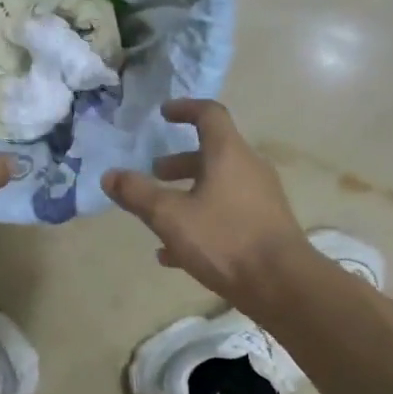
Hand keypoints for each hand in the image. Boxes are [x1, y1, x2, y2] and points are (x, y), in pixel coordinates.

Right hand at [102, 99, 311, 312]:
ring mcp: (260, 199)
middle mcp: (249, 169)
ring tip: (159, 214)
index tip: (164, 113)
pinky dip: (200, 221)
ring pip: (218, 186)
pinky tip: (173, 253)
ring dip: (188, 193)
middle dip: (179, 162)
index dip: (185, 109)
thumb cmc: (224, 239)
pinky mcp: (264, 227)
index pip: (209, 115)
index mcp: (229, 154)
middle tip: (155, 172)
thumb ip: (138, 194)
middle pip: (212, 154)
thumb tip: (110, 175)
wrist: (282, 284)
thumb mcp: (170, 216)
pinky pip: (227, 214)